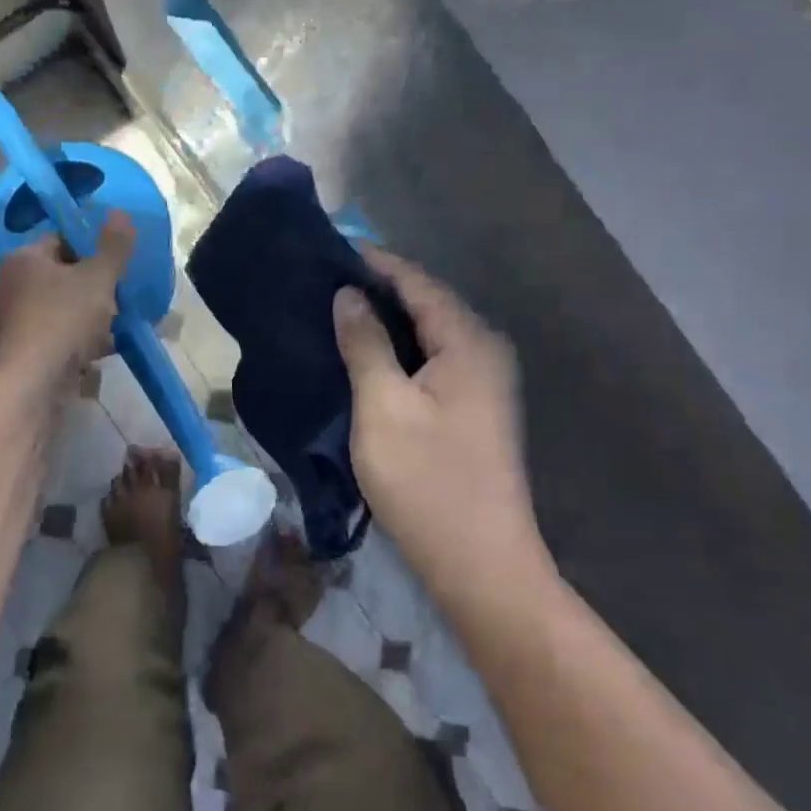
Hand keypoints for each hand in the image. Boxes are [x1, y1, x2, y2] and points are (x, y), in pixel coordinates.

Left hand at [0, 211, 134, 394]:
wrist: (32, 384)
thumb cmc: (63, 320)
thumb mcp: (97, 278)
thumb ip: (112, 246)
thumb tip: (120, 211)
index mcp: (23, 257)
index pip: (60, 237)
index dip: (91, 246)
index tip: (116, 261)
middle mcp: (12, 284)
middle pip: (62, 273)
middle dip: (93, 283)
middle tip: (120, 291)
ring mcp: (16, 319)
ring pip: (62, 305)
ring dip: (89, 312)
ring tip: (117, 320)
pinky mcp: (25, 348)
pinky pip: (59, 333)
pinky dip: (79, 337)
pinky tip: (103, 346)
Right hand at [332, 249, 556, 599]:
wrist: (479, 562)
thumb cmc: (426, 479)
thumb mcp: (382, 405)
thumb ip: (365, 343)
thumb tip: (349, 296)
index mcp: (468, 342)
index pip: (417, 282)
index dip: (374, 263)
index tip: (330, 249)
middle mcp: (485, 352)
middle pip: (427, 303)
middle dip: (379, 288)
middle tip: (325, 281)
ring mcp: (484, 383)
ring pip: (429, 332)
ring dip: (387, 319)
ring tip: (338, 311)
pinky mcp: (474, 409)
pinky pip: (433, 359)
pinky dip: (399, 349)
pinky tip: (367, 355)